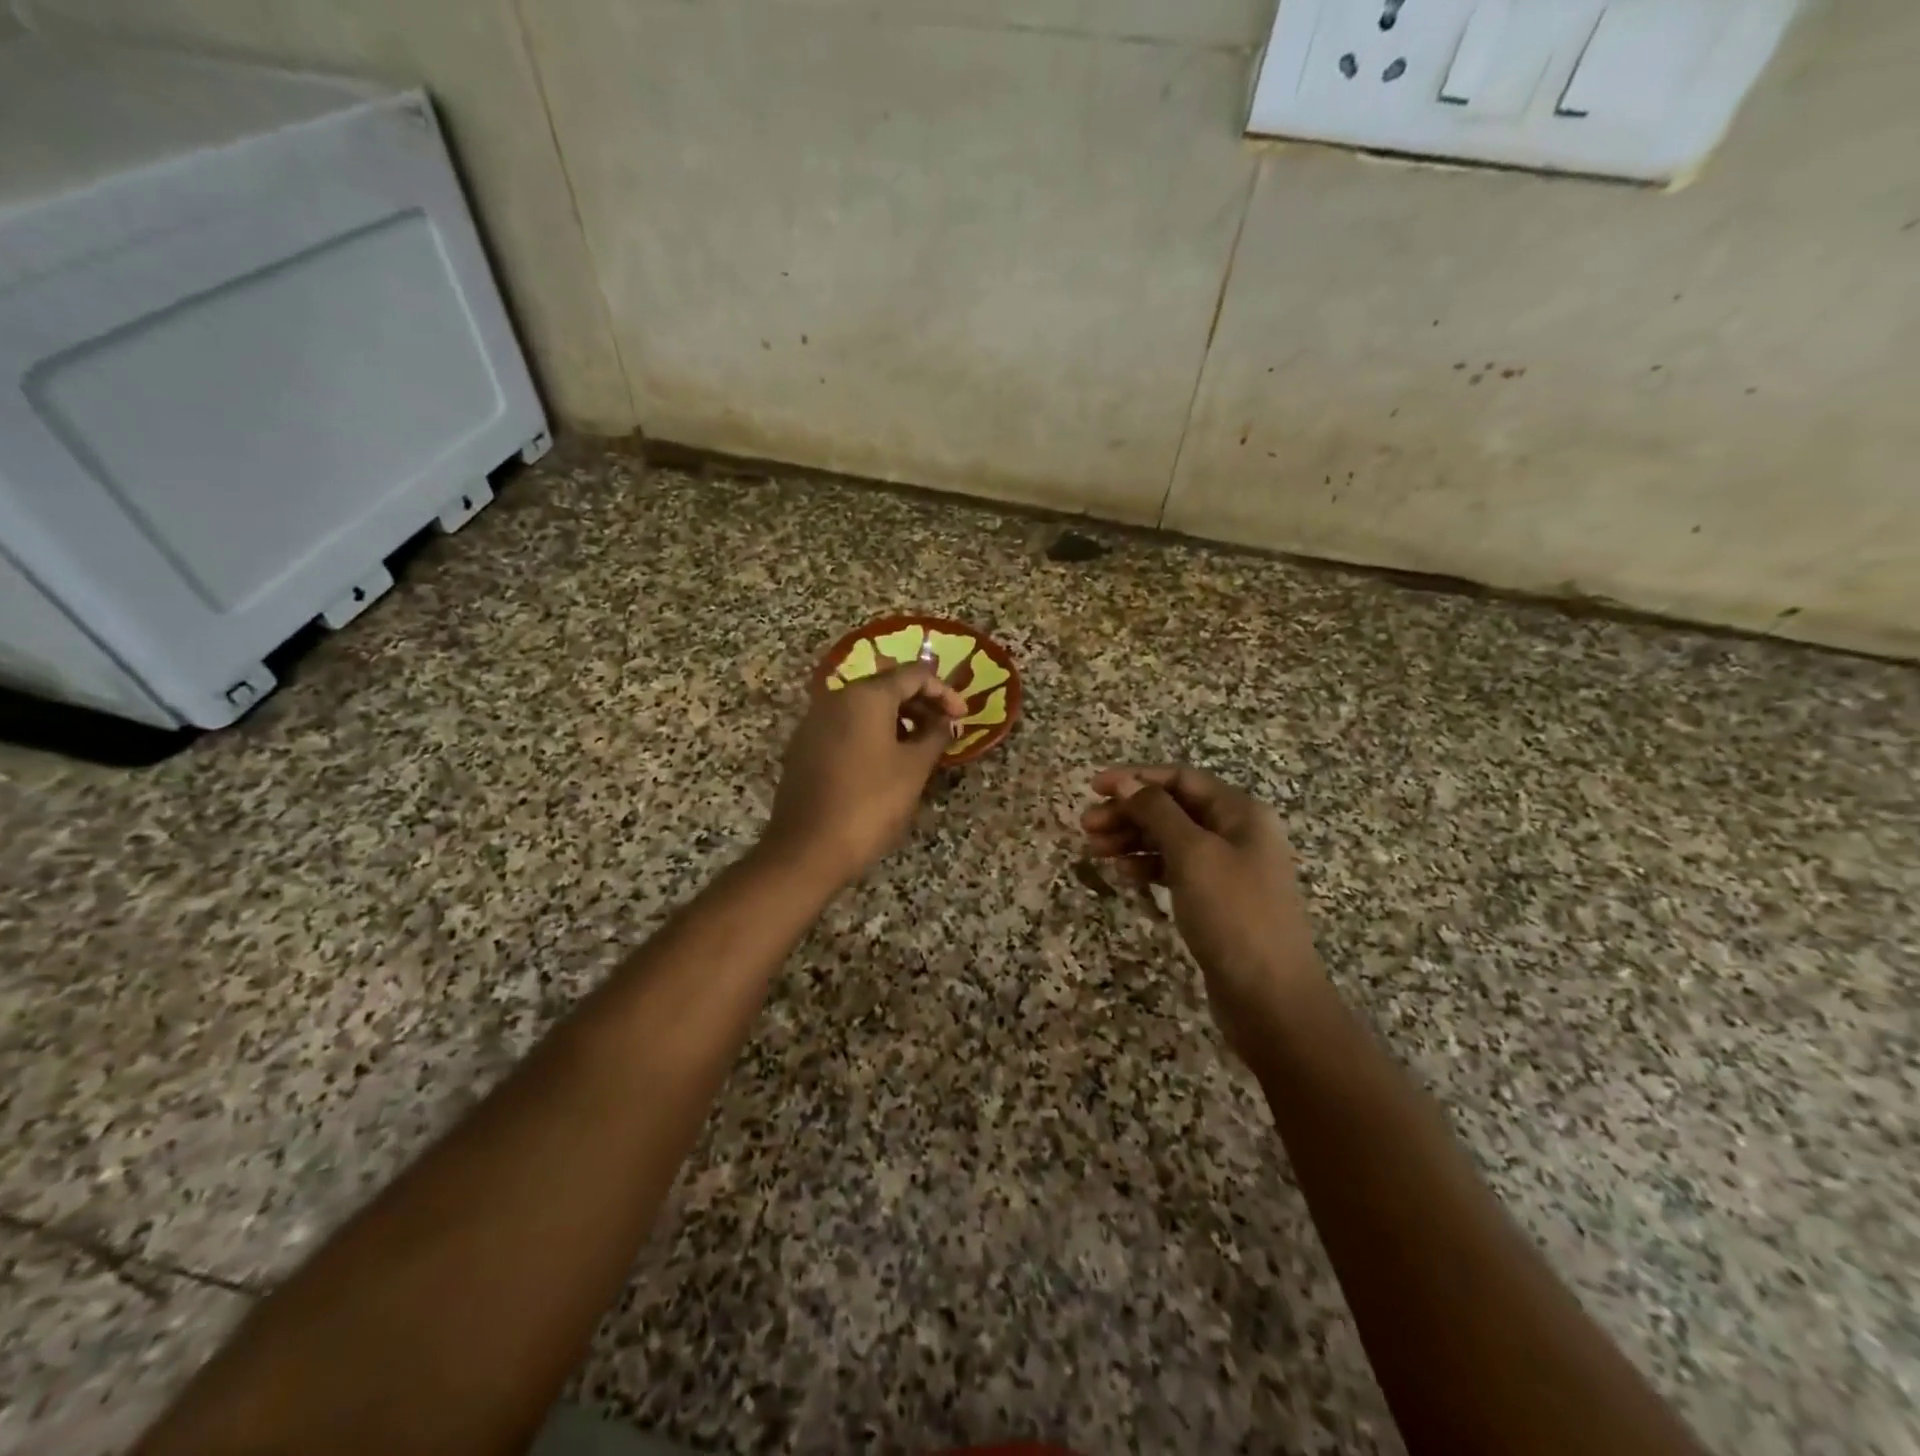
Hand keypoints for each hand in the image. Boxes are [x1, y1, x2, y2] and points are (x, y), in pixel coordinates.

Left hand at [763, 659, 968, 888]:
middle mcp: (836, 699)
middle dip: (921, 705)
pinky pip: (846, 727)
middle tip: (944, 731)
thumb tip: (946, 722)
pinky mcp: (804, 747)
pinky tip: (887, 762)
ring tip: (920, 748)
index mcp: (865, 697)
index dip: (944, 692)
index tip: (962, 717)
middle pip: (887, 687)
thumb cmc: (870, 804)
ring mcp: (815, 722)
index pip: (913, 675)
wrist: (807, 849)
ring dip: (898, 720)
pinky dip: (872, 734)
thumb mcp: (914, 769)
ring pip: (864, 708)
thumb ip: (935, 737)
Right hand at [1082, 766, 1323, 1056]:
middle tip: (1086, 826)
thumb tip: (1128, 782)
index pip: (1181, 778)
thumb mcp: (1192, 854)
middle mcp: (1237, 833)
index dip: (1136, 778)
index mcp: (1240, 812)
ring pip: (1171, 840)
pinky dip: (1148, 867)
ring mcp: (1228, 869)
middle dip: (1129, 811)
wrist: (1271, 997)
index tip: (1094, 788)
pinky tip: (1124, 874)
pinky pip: (1176, 870)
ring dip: (1133, 839)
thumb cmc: (1233, 914)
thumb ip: (1158, 812)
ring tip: (1095, 850)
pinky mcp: (1217, 900)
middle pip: (1173, 808)